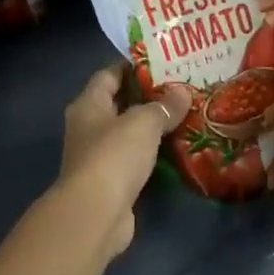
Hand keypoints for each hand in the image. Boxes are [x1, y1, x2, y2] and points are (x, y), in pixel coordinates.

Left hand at [60, 64, 189, 256]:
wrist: (96, 213)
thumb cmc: (113, 156)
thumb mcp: (143, 122)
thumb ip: (163, 106)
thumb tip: (182, 93)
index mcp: (88, 104)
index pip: (108, 75)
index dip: (132, 66)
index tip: (162, 61)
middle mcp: (88, 126)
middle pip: (118, 102)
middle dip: (147, 95)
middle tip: (181, 87)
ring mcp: (98, 155)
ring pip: (128, 132)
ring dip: (151, 126)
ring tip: (185, 114)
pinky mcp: (111, 181)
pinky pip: (134, 158)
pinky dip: (152, 152)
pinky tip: (176, 148)